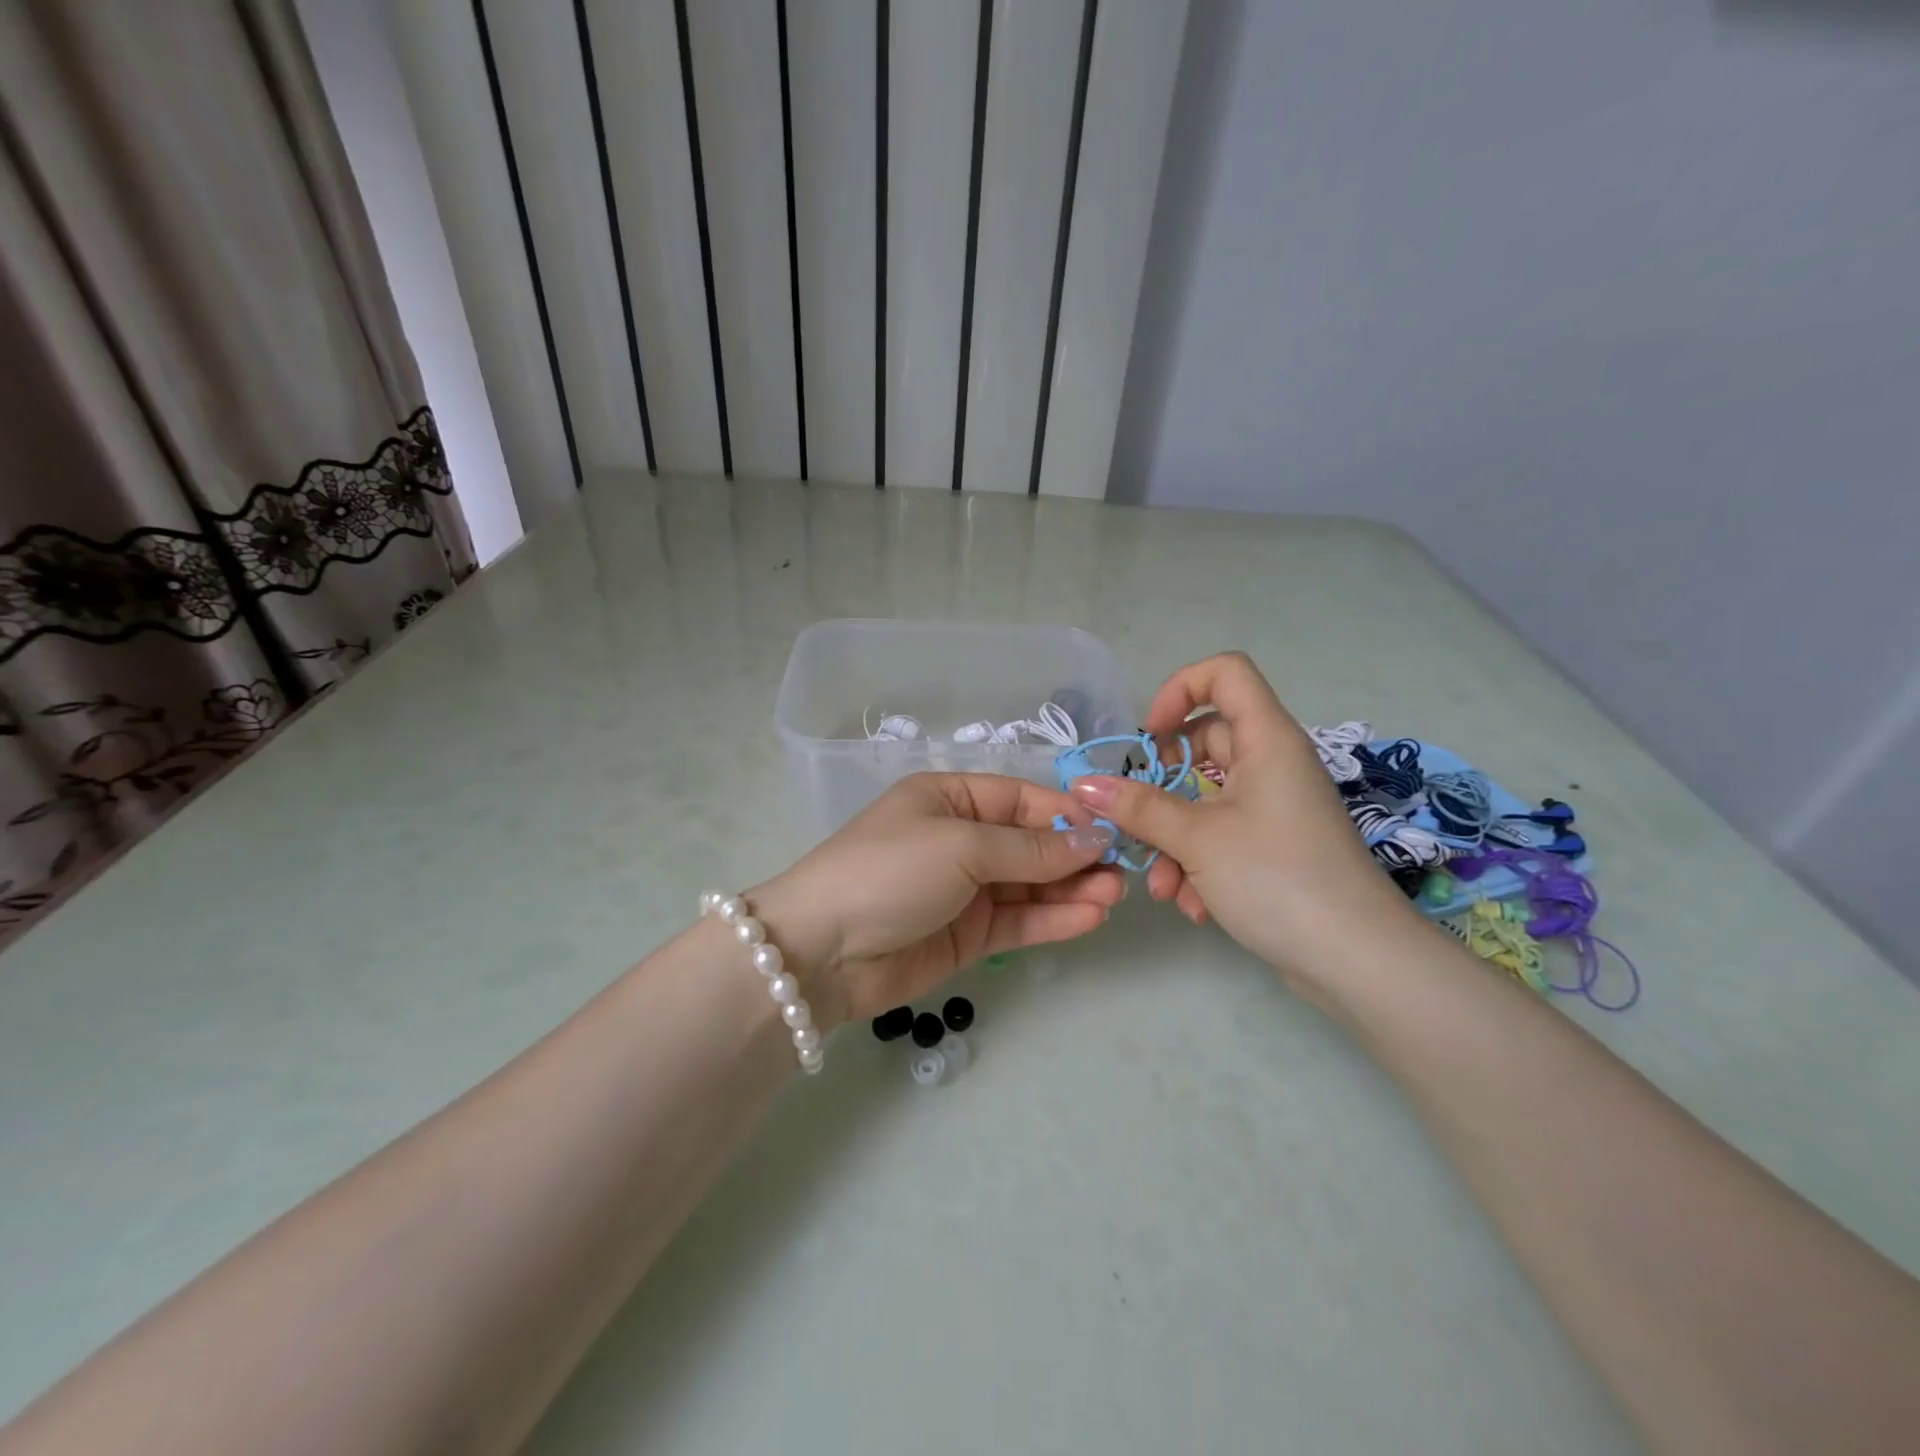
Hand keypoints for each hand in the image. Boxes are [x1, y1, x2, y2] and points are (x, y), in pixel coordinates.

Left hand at [754, 773, 1125, 1026]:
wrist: (823, 951)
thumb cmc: (890, 871)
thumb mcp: (960, 846)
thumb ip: (1029, 848)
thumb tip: (1092, 839)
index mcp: (949, 799)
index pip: (1020, 799)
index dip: (1066, 814)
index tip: (1112, 829)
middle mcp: (960, 839)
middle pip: (1030, 843)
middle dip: (1075, 855)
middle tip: (1124, 871)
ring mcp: (965, 890)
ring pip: (1030, 885)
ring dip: (1072, 889)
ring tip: (1115, 896)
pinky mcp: (967, 935)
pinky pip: (1018, 921)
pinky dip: (1052, 919)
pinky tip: (1089, 918)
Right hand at [1067, 652, 1418, 995]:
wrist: (1357, 961)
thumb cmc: (1278, 878)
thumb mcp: (1197, 839)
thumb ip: (1138, 807)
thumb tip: (1085, 785)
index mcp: (1265, 739)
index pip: (1224, 673)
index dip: (1179, 690)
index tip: (1148, 737)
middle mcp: (1271, 763)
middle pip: (1202, 744)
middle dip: (1160, 788)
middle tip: (1136, 820)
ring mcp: (1273, 807)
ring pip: (1204, 800)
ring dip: (1173, 839)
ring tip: (1162, 887)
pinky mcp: (1273, 846)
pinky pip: (1221, 835)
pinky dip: (1199, 863)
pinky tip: (1192, 905)